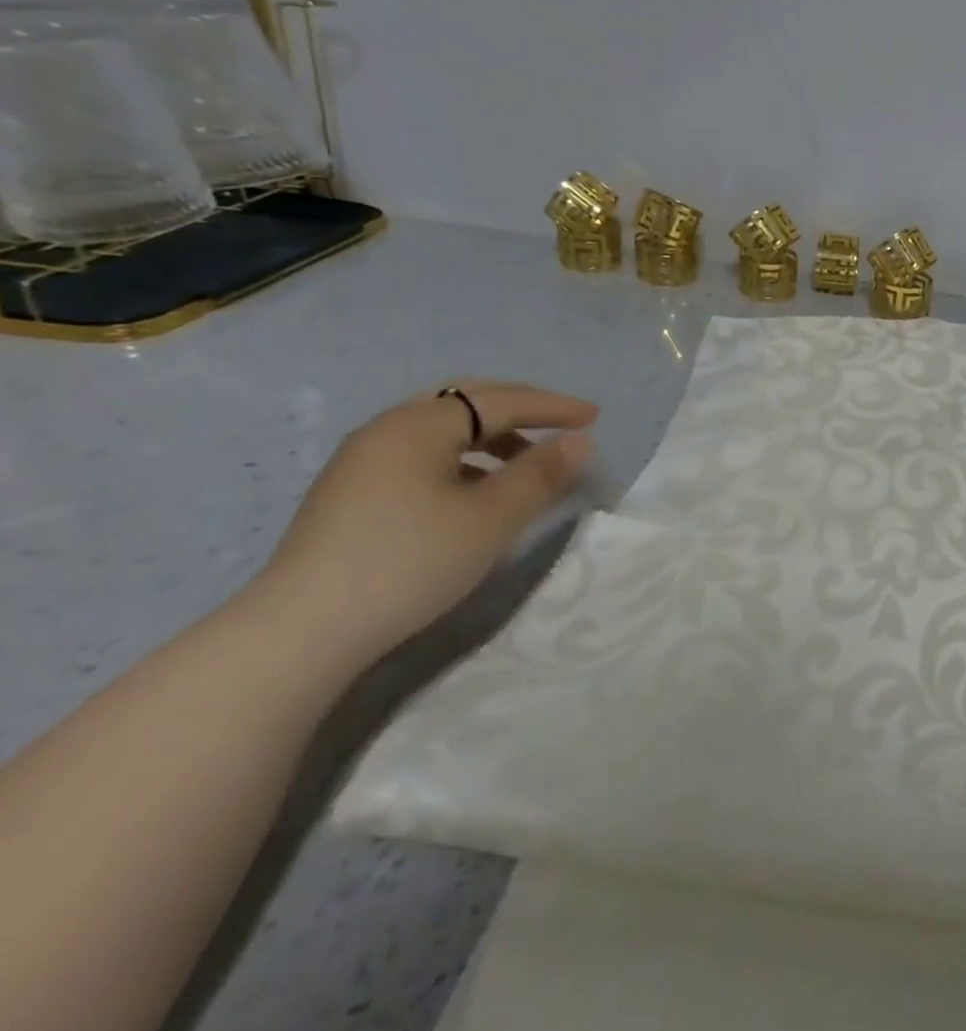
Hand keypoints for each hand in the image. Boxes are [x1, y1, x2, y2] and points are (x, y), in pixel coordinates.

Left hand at [250, 383, 597, 669]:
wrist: (305, 628)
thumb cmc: (411, 561)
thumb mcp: (491, 518)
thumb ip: (541, 474)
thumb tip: (579, 441)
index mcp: (419, 425)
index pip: (500, 401)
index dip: (552, 406)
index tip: (595, 416)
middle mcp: (387, 429)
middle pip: (466, 402)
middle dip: (521, 409)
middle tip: (562, 424)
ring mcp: (363, 460)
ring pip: (443, 430)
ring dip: (493, 436)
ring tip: (527, 463)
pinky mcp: (353, 492)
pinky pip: (423, 454)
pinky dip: (464, 458)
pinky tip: (477, 491)